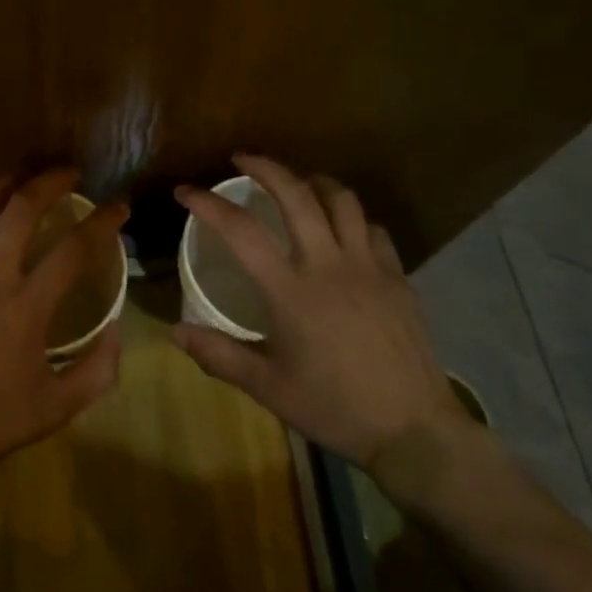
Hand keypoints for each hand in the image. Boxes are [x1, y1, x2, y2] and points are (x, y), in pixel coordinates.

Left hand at [0, 170, 125, 488]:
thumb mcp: (52, 410)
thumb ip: (95, 372)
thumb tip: (117, 331)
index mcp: (26, 306)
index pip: (75, 248)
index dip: (103, 221)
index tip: (118, 206)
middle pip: (22, 207)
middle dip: (51, 181)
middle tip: (69, 174)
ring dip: (5, 185)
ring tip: (20, 179)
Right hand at [172, 155, 470, 506]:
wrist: (415, 432)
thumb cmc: (335, 408)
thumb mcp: (269, 389)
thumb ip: (220, 356)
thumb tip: (175, 331)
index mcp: (290, 290)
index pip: (239, 231)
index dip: (208, 203)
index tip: (185, 191)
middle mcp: (328, 264)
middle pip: (296, 194)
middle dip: (265, 167)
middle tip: (242, 159)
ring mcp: (367, 266)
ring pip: (341, 200)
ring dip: (313, 181)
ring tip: (297, 182)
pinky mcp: (397, 276)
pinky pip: (372, 228)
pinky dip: (351, 217)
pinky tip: (342, 229)